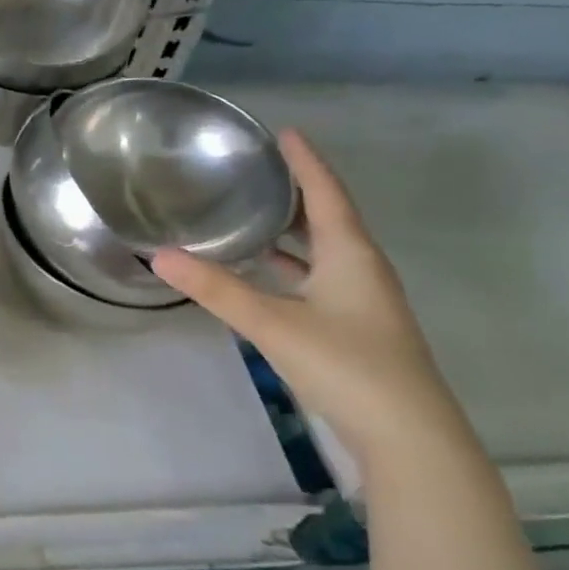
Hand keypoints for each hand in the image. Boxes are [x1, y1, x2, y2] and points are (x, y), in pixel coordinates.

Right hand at [151, 130, 464, 463]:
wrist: (408, 437)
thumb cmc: (346, 366)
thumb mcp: (273, 324)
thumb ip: (216, 290)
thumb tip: (160, 255)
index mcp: (351, 254)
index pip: (326, 193)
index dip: (306, 162)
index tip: (285, 132)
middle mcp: (361, 269)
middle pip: (328, 218)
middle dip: (295, 193)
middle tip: (257, 172)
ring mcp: (362, 301)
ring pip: (324, 252)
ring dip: (292, 232)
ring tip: (253, 216)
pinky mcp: (355, 328)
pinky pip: (319, 280)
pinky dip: (292, 268)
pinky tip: (265, 276)